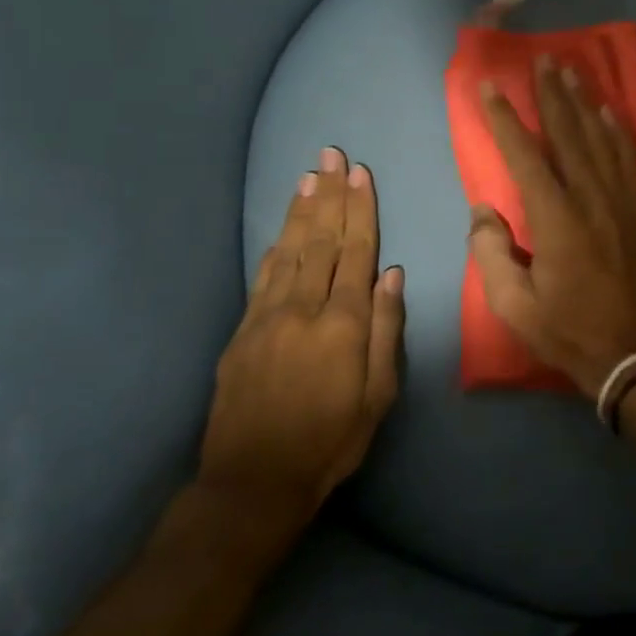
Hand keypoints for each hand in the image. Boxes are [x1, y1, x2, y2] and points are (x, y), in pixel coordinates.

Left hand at [200, 147, 404, 550]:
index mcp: (343, 324)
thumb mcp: (377, 396)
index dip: (359, 210)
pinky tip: (284, 226)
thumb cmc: (330, 442)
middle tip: (331, 154)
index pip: (356, 253)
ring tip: (309, 175)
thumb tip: (392, 276)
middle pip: (321, 241)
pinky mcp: (243, 331)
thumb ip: (385, 332)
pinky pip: (263, 275)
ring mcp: (267, 317)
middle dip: (329, 195)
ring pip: (290, 250)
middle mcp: (303, 309)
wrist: (251, 482)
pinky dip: (276, 244)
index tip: (360, 173)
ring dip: (301, 210)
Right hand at [470, 56, 635, 394]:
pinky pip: (631, 161)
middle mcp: (591, 199)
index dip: (505, 120)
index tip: (490, 88)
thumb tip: (484, 212)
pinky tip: (611, 114)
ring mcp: (622, 203)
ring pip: (601, 140)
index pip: (525, 156)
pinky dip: (620, 133)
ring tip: (571, 72)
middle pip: (569, 135)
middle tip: (542, 60)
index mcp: (555, 220)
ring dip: (584, 103)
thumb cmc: (569, 331)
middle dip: (551, 95)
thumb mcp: (514, 306)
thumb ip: (491, 253)